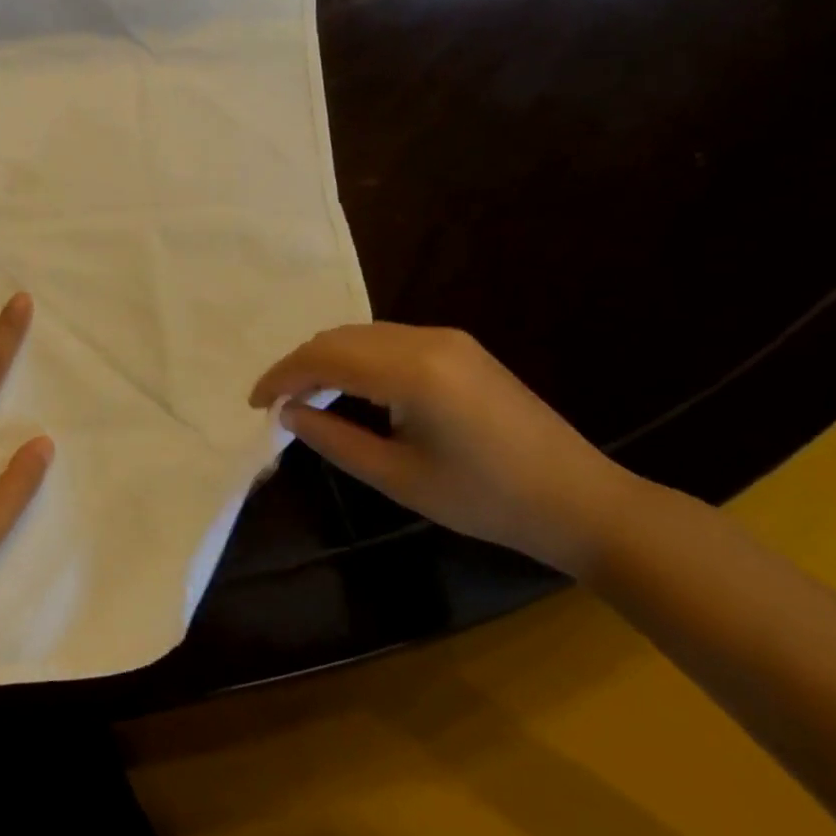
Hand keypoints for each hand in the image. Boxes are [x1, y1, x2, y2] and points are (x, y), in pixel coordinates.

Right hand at [249, 323, 649, 575]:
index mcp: (412, 371)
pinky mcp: (460, 347)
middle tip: (278, 403)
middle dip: (299, 365)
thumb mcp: (398, 477)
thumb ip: (333, 439)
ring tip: (307, 396)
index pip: (323, 357)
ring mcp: (447, 338)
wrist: (581, 501)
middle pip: (339, 337)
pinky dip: (356, 357)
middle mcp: (427, 339)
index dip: (281, 376)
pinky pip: (388, 339)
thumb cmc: (486, 500)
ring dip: (326, 358)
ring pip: (362, 334)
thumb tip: (288, 413)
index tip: (255, 403)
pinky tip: (351, 387)